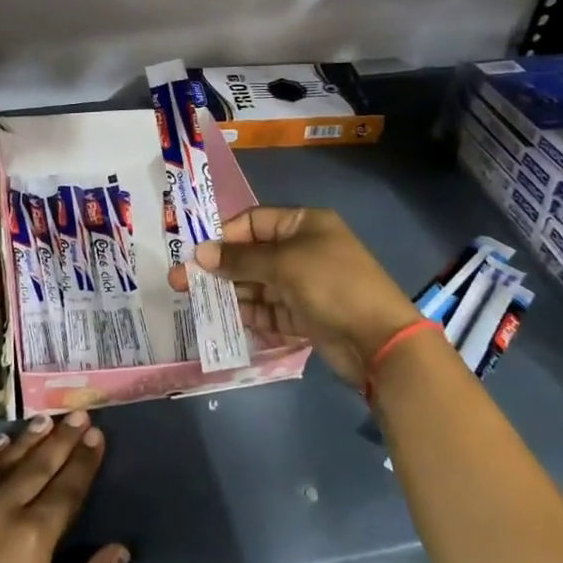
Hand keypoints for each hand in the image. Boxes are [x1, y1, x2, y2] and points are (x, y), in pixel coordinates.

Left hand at [0, 412, 129, 562]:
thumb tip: (119, 550)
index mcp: (32, 539)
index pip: (66, 489)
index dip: (84, 461)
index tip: (97, 433)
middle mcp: (0, 509)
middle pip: (38, 466)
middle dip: (62, 438)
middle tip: (78, 413)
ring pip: (3, 461)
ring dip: (28, 439)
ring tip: (45, 419)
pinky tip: (0, 442)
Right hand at [171, 207, 414, 387]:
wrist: (380, 341)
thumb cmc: (331, 284)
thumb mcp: (283, 264)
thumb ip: (240, 259)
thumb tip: (200, 254)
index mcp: (304, 224)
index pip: (255, 221)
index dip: (225, 236)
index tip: (197, 254)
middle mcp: (303, 250)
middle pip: (253, 255)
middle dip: (220, 268)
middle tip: (183, 282)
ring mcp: (305, 284)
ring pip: (258, 284)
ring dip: (231, 292)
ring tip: (197, 303)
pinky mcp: (305, 315)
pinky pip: (269, 310)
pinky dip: (250, 314)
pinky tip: (225, 320)